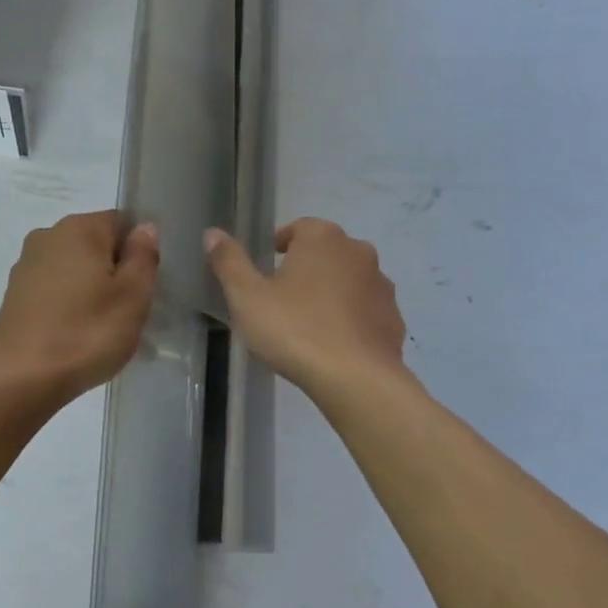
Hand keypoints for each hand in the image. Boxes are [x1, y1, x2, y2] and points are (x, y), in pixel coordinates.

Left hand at [0, 210, 158, 406]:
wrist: (22, 379)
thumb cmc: (87, 333)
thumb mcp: (133, 296)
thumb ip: (143, 256)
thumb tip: (145, 228)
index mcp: (79, 228)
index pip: (122, 223)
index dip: (139, 254)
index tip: (143, 288)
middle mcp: (47, 236)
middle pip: (96, 246)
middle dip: (114, 273)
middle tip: (128, 313)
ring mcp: (25, 266)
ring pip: (74, 270)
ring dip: (92, 291)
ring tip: (102, 330)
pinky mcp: (13, 296)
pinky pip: (54, 291)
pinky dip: (69, 306)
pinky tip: (76, 337)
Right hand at [204, 218, 406, 399]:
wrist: (356, 378)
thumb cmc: (294, 330)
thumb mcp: (247, 297)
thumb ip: (229, 262)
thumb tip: (212, 233)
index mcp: (322, 238)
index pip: (299, 228)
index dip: (281, 244)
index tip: (268, 266)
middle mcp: (358, 252)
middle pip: (327, 252)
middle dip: (308, 268)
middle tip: (284, 298)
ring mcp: (381, 285)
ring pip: (350, 281)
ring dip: (333, 292)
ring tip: (311, 324)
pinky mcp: (394, 318)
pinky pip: (367, 311)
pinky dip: (353, 319)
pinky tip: (336, 344)